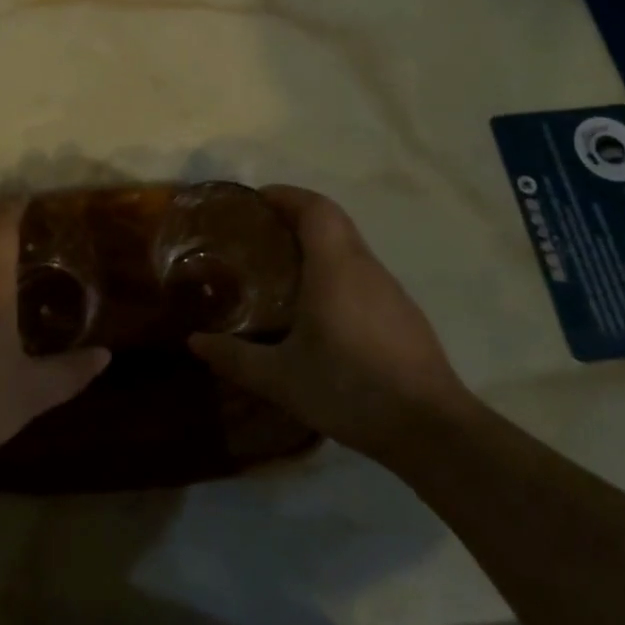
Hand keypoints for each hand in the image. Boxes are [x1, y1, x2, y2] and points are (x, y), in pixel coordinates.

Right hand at [189, 185, 474, 459]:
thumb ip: (236, 357)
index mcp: (334, 265)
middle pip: (332, 220)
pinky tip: (320, 308)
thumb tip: (193, 342)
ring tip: (283, 267)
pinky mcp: (403, 314)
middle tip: (260, 232)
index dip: (287, 195)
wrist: (432, 429)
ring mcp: (390, 290)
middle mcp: (364, 266)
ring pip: (350, 247)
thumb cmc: (350, 388)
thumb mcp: (282, 378)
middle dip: (296, 215)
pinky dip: (336, 269)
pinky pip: (362, 273)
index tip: (257, 200)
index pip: (315, 207)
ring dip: (318, 243)